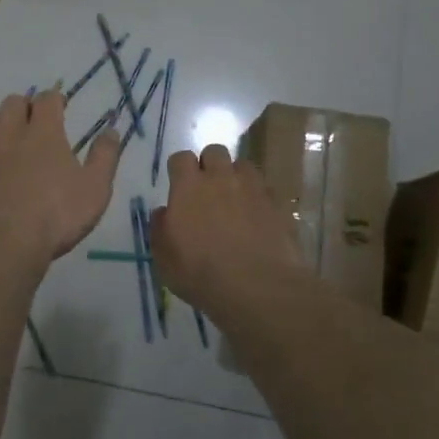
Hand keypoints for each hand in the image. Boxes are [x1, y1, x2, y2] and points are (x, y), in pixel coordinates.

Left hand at [0, 91, 121, 261]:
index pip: (47, 99)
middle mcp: (9, 135)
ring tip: (9, 136)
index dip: (54, 98)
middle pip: (12, 103)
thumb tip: (111, 130)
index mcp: (43, 133)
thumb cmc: (55, 215)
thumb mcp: (95, 188)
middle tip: (35, 119)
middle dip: (25, 105)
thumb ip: (104, 157)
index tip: (60, 104)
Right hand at [150, 144, 303, 315]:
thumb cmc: (201, 274)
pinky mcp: (277, 203)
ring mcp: (253, 188)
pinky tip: (257, 218)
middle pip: (214, 152)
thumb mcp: (164, 259)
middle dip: (209, 165)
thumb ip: (160, 229)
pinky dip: (259, 197)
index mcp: (189, 187)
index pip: (181, 158)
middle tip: (207, 190)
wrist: (257, 287)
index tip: (179, 186)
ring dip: (236, 177)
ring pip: (243, 165)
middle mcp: (221, 178)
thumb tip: (164, 212)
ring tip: (236, 200)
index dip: (179, 169)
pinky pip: (265, 189)